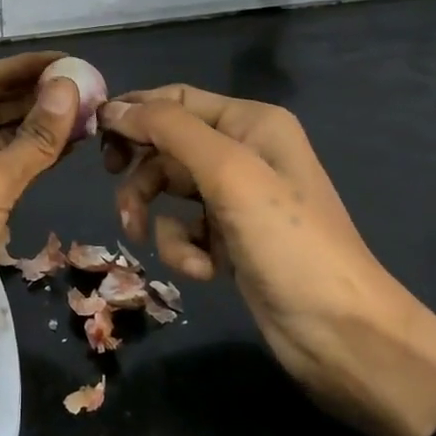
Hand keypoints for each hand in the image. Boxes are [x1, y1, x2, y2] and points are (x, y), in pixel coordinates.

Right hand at [100, 86, 435, 435]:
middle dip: (141, 172)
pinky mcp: (230, 240)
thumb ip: (169, 130)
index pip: (176, 100)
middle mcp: (244, 152)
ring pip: (169, 190)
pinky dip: (182, 248)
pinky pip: (185, 229)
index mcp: (251, 123)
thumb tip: (113, 107)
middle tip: (116, 191)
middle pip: (167, 146)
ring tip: (143, 236)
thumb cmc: (287, 242)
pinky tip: (203, 270)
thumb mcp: (228, 173)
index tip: (94, 138)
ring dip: (154, 214)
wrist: (342, 335)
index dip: (134, 113)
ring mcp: (237, 199)